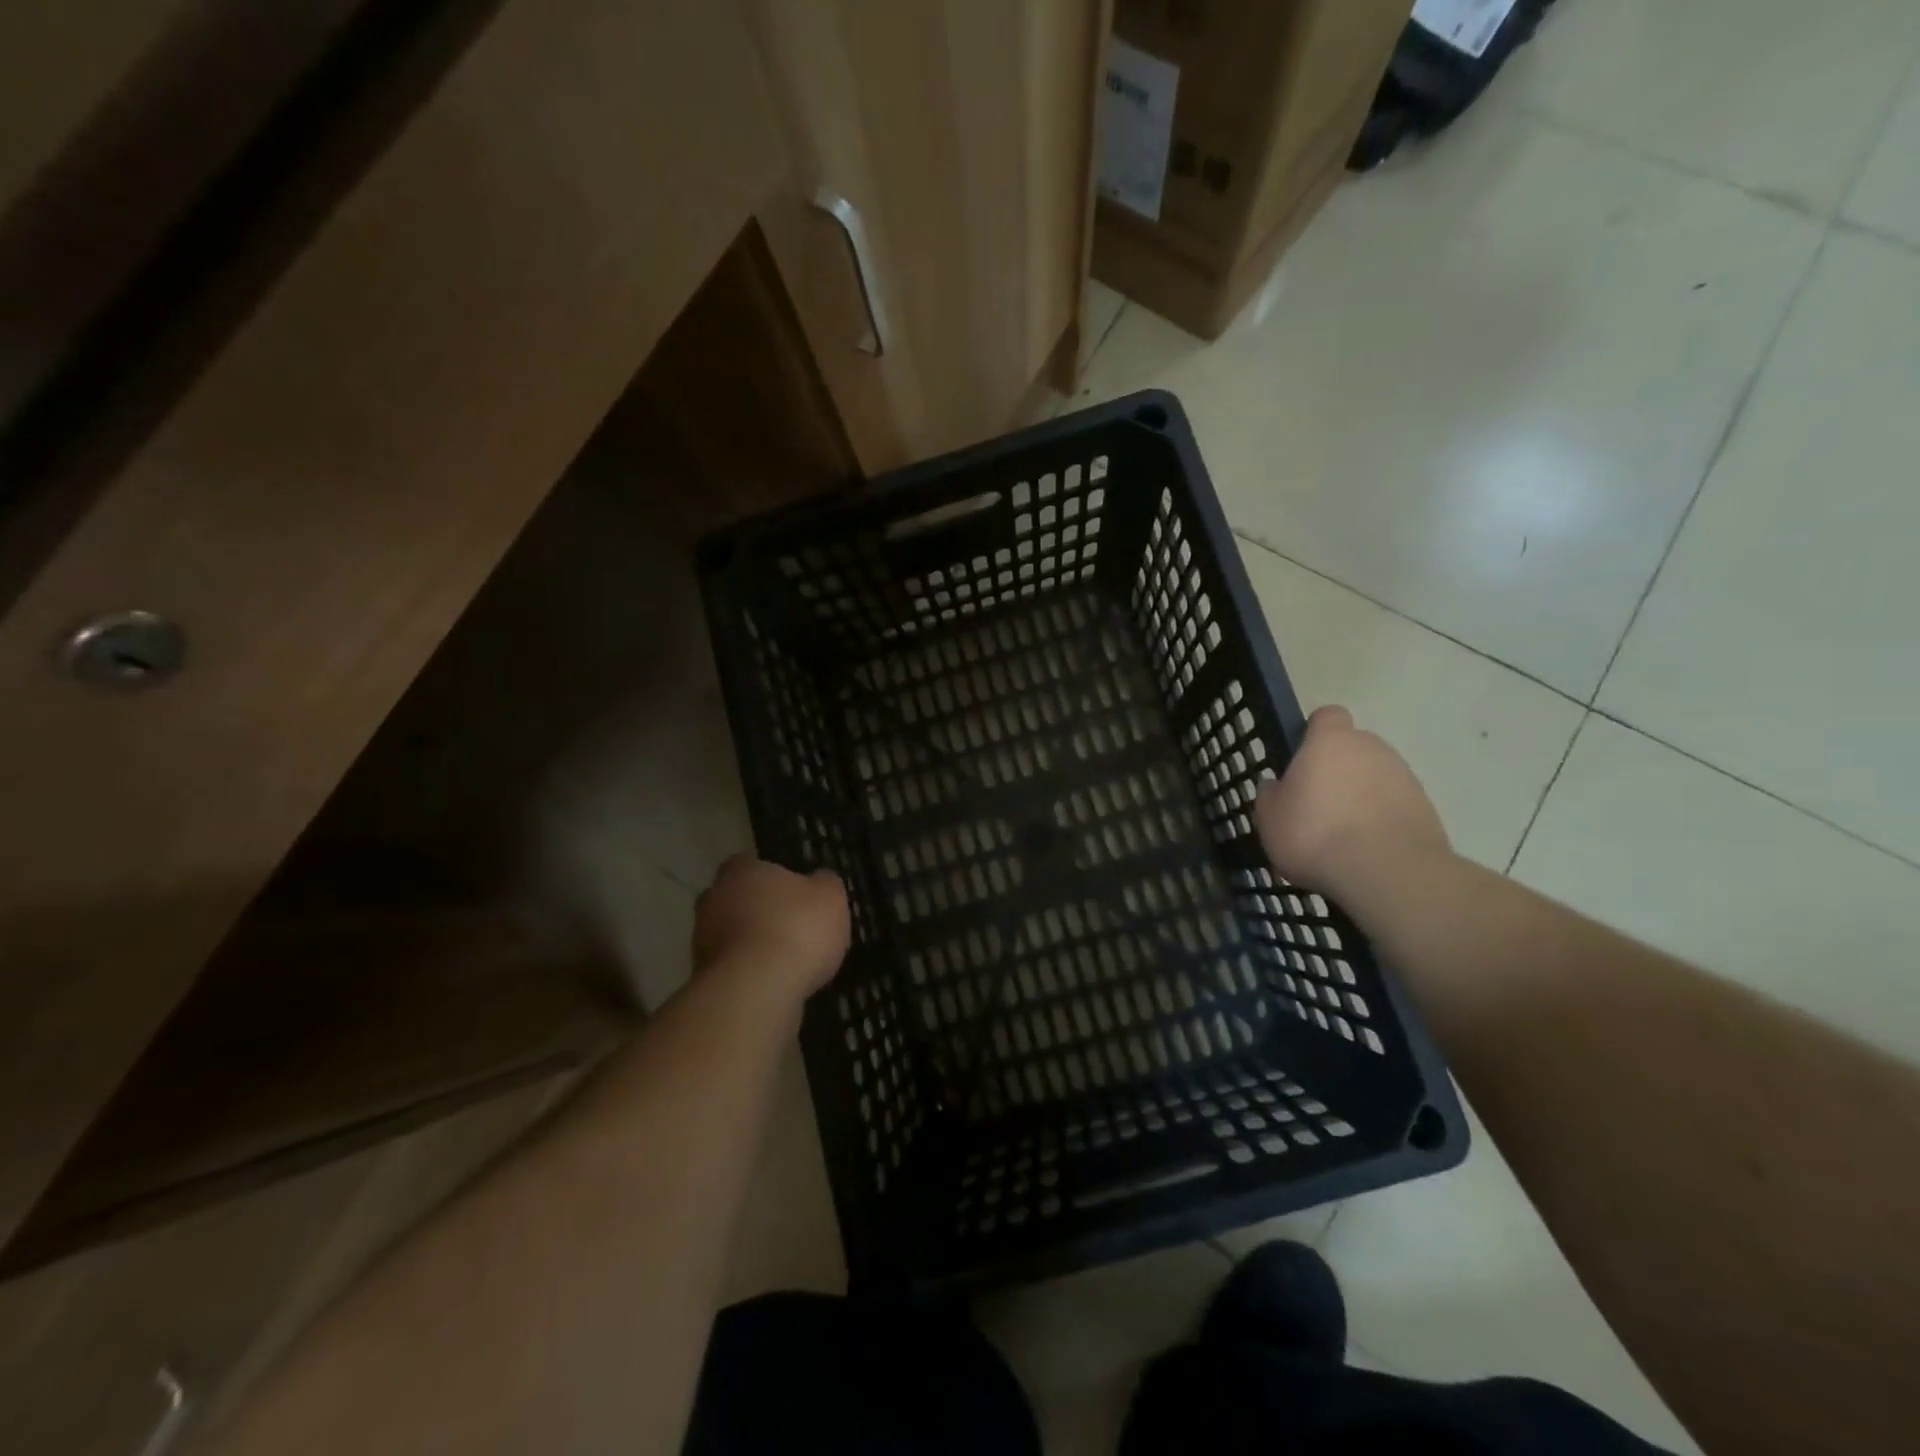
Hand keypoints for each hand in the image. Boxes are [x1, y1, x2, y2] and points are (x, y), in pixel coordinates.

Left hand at [693, 854, 850, 1001]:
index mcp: (741, 870)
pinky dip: (747, 974)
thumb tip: (819, 879)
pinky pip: (730, 969)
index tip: (791, 894)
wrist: (756, 990)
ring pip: (730, 936)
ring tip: (785, 963)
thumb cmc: (797, 929)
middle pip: (735, 900)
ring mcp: (701, 940)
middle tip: (788, 928)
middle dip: (757, 913)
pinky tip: (773, 986)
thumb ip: (824, 884)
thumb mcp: (830, 898)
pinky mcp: (702, 977)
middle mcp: (713, 899)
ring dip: (751, 945)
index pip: (749, 865)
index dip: (771, 879)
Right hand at [1255, 706, 1449, 906]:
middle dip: (1339, 768)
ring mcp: (1404, 776)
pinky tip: (1368, 848)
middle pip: (1354, 747)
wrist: (1387, 873)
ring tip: (1344, 833)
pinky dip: (1383, 817)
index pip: (1327, 716)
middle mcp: (1372, 748)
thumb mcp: (1270, 818)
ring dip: (1362, 794)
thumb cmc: (1315, 835)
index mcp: (1330, 741)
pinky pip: (1395, 803)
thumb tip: (1277, 786)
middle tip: (1318, 803)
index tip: (1302, 760)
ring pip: (1376, 776)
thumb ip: (1271, 795)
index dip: (1314, 733)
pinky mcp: (1426, 807)